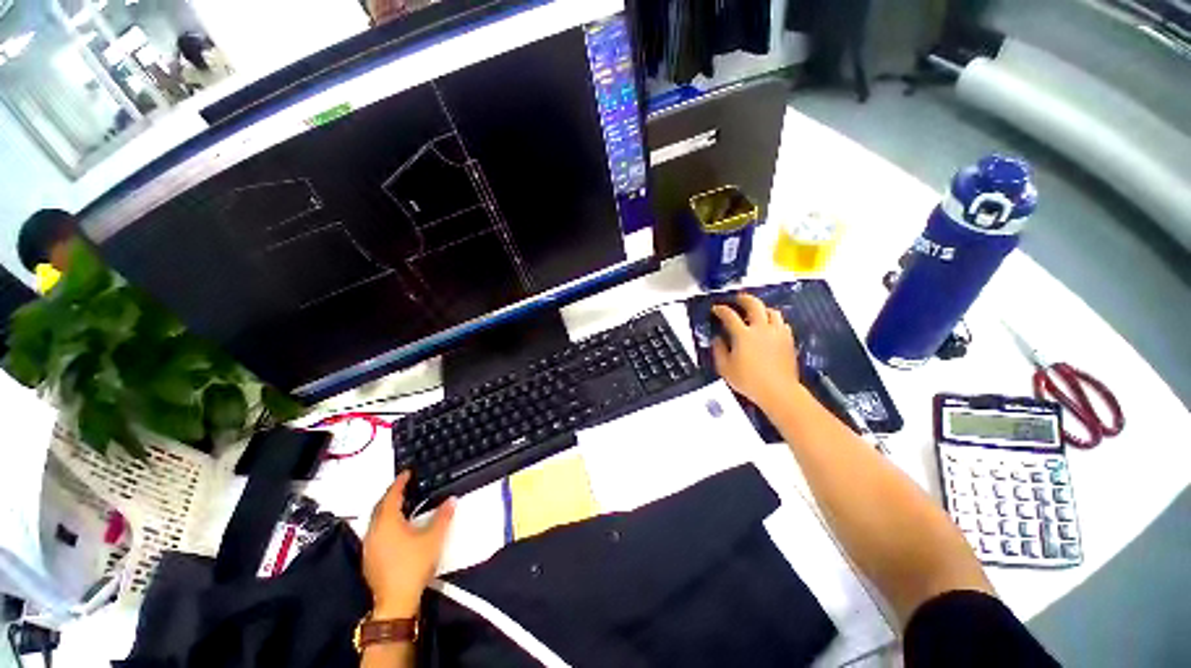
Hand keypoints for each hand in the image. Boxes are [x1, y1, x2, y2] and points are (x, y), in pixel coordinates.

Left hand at [362, 471, 455, 617]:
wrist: (396, 601)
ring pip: (376, 521)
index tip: (406, 473)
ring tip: (401, 505)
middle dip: (391, 495)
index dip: (399, 483)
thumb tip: (451, 500)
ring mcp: (369, 546)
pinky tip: (395, 529)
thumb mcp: (434, 538)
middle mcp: (374, 531)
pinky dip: (385, 524)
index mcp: (387, 522)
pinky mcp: (369, 559)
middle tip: (404, 487)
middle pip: (380, 507)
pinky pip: (375, 532)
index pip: (392, 496)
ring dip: (387, 510)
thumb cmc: (413, 565)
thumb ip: (443, 516)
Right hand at [711, 293, 802, 411]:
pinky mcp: (788, 340)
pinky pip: (782, 323)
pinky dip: (774, 321)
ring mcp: (777, 333)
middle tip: (738, 299)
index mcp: (743, 334)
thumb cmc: (748, 381)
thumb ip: (718, 350)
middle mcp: (761, 329)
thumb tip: (717, 339)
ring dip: (762, 308)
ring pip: (772, 311)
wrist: (778, 391)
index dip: (721, 309)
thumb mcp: (725, 368)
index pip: (730, 315)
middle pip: (754, 305)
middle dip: (744, 299)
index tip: (716, 309)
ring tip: (756, 312)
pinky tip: (770, 327)